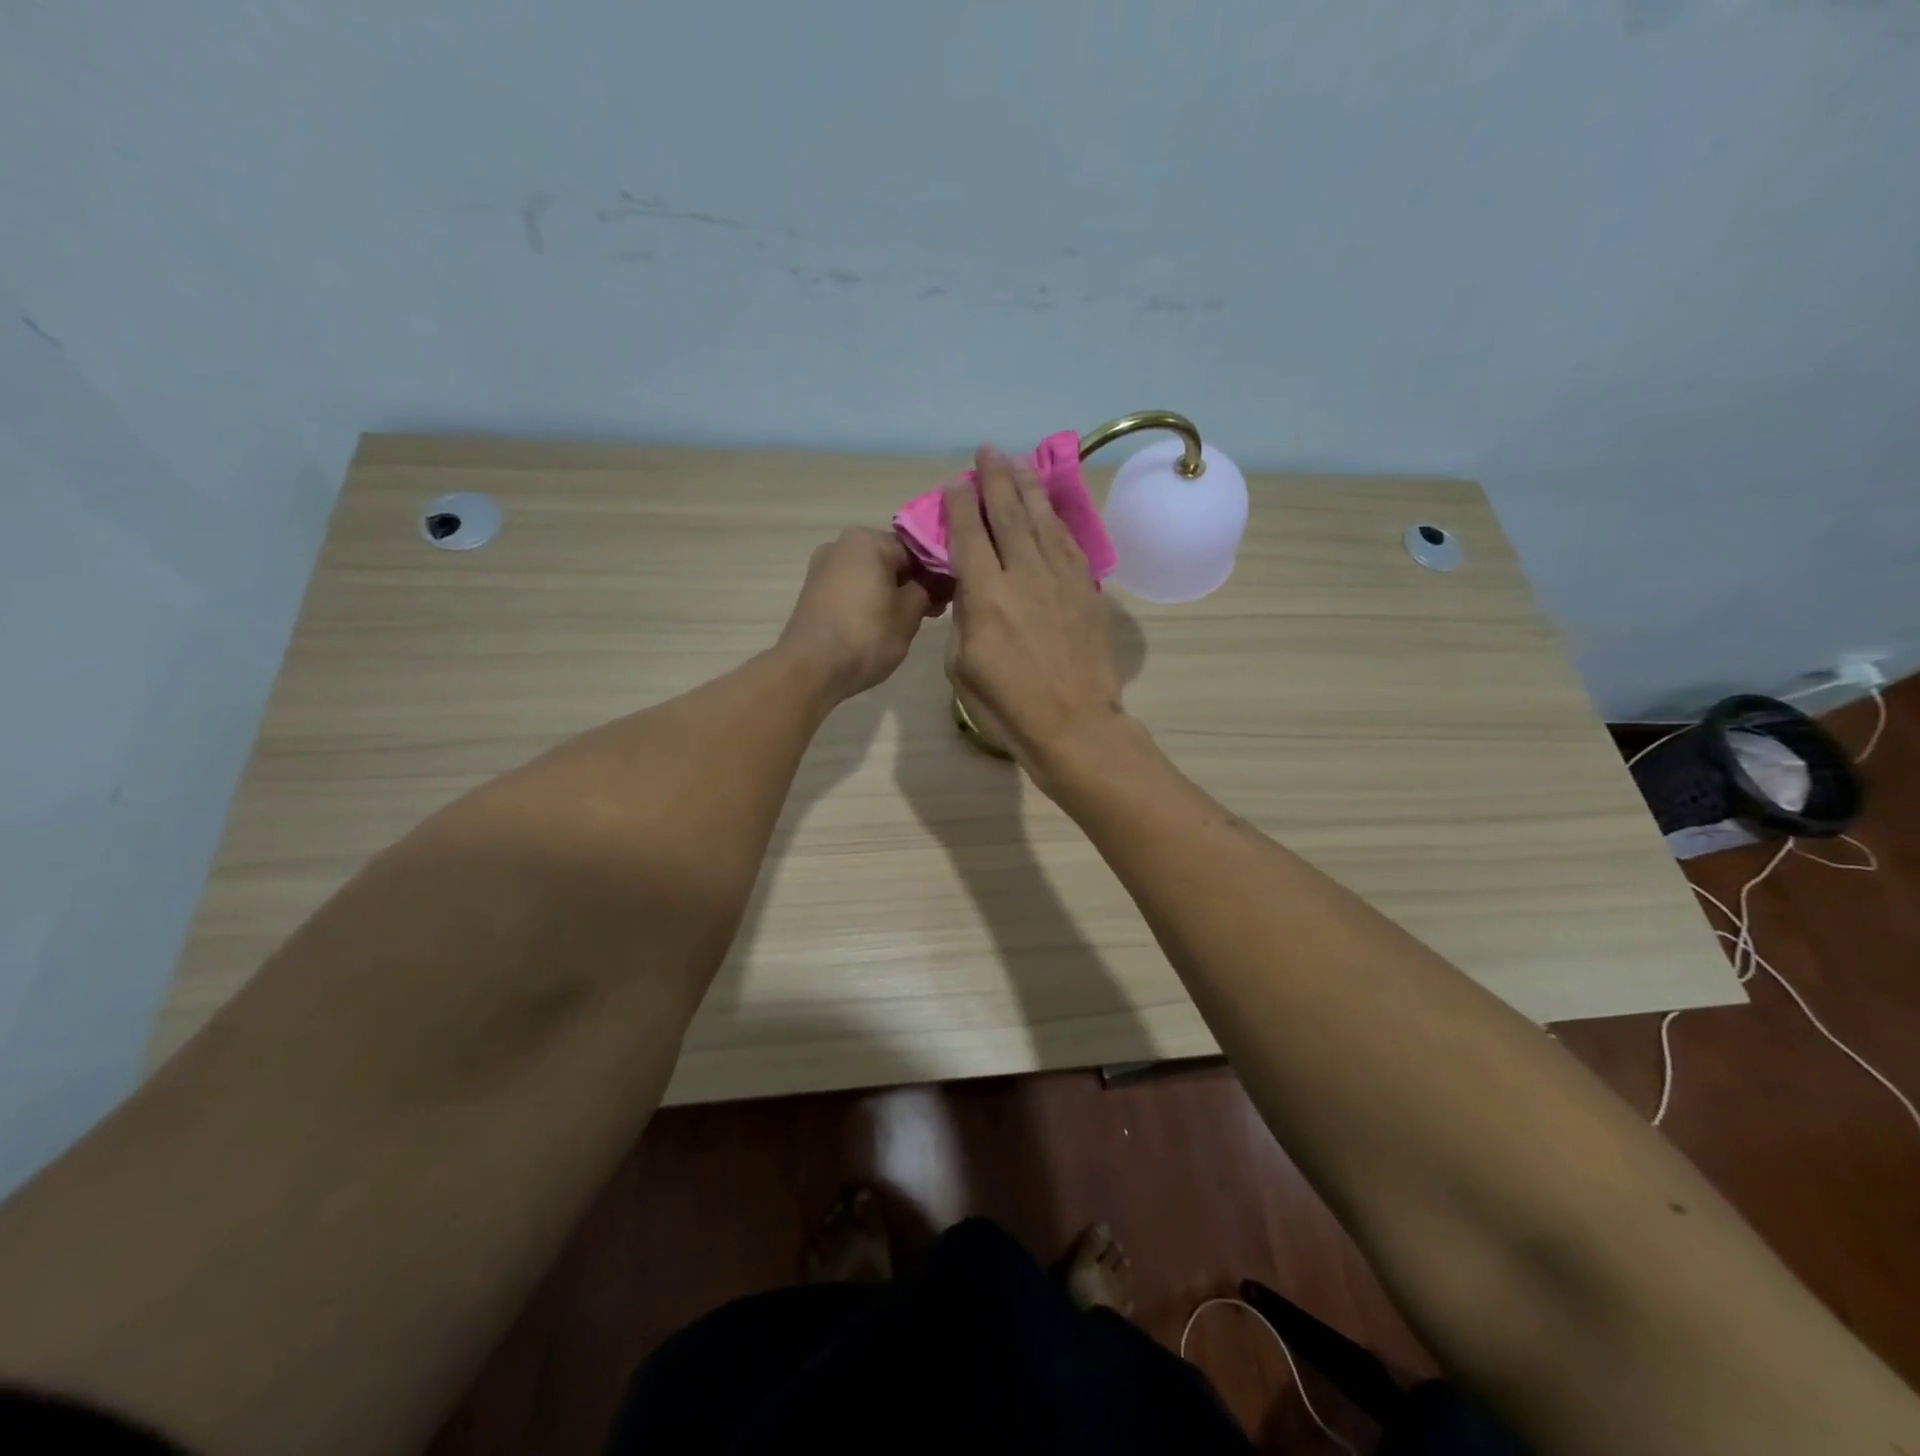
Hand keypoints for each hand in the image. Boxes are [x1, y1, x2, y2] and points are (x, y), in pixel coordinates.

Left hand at [778, 527, 935, 699]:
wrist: (811, 668)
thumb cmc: (866, 635)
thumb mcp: (909, 614)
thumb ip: (928, 590)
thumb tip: (935, 582)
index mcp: (867, 540)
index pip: (916, 549)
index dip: (936, 574)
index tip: (948, 599)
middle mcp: (841, 544)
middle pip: (891, 560)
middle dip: (912, 584)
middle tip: (931, 614)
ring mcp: (822, 568)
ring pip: (871, 576)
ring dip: (891, 594)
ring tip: (905, 624)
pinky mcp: (813, 592)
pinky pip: (852, 589)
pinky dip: (869, 602)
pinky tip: (879, 626)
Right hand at [944, 445, 1124, 772]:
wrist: (1075, 725)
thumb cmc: (1008, 706)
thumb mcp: (962, 667)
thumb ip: (963, 619)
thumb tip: (971, 589)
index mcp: (986, 596)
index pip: (969, 535)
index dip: (960, 504)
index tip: (956, 481)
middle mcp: (1024, 575)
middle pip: (1008, 514)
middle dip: (995, 478)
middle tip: (988, 451)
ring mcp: (1061, 579)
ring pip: (1042, 521)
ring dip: (1028, 488)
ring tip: (1018, 464)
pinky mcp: (1086, 591)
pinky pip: (1069, 543)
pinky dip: (1056, 520)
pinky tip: (1049, 509)